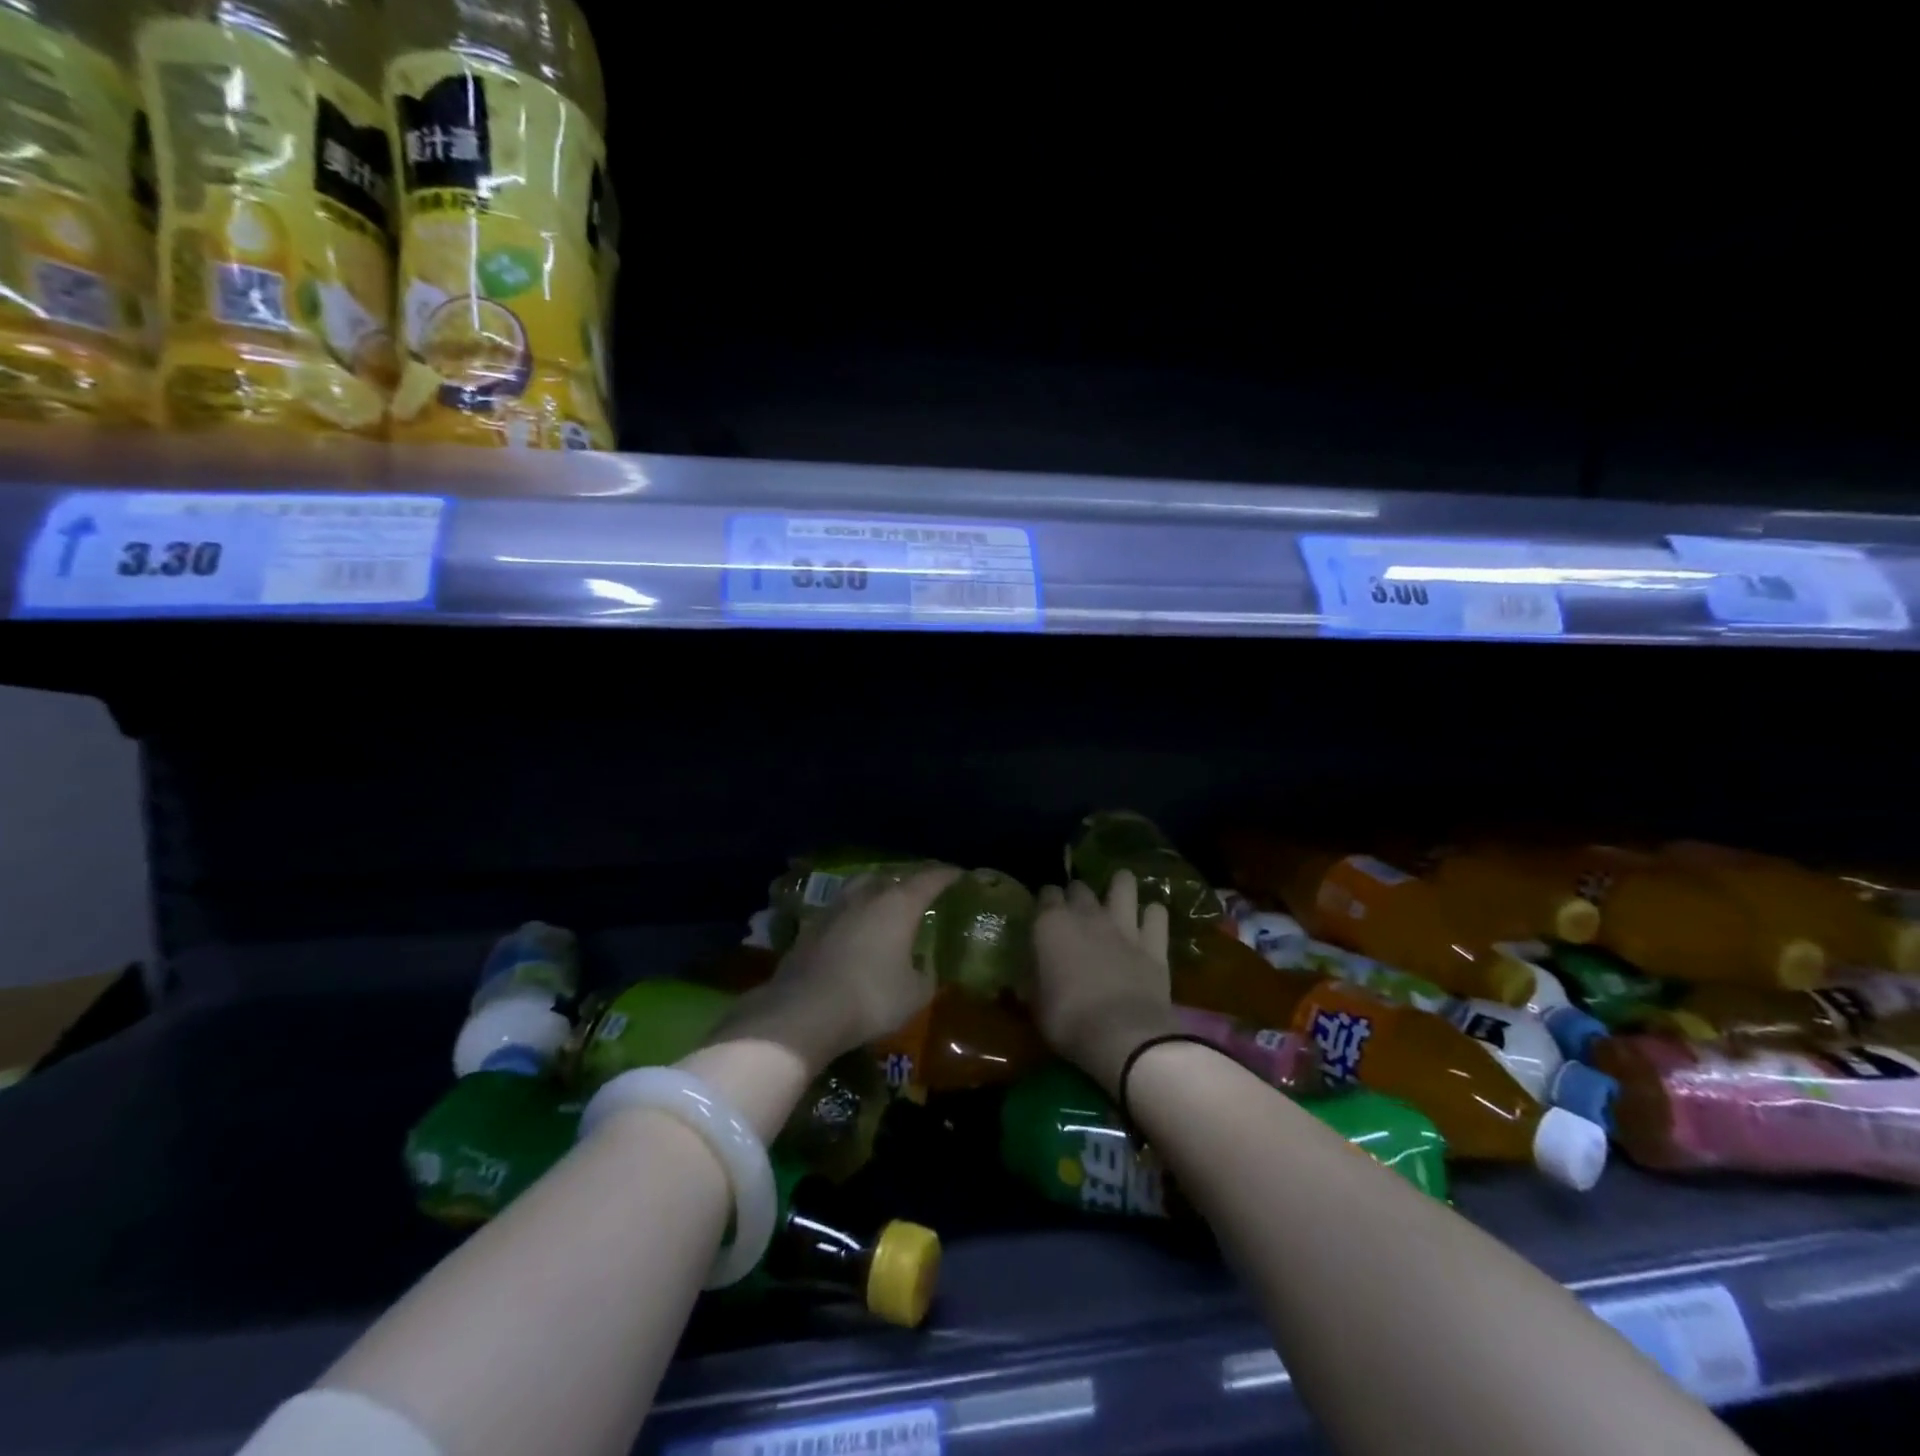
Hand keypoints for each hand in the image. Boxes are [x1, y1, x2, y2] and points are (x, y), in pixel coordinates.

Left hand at [718, 865, 961, 1071]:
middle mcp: (867, 896)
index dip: (947, 875)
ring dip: (877, 891)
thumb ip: (925, 975)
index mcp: (899, 904)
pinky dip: (854, 913)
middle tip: (923, 890)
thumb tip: (925, 967)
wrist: (804, 1012)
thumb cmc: (870, 998)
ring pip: (861, 887)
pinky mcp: (810, 926)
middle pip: (892, 876)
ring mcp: (834, 908)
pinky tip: (855, 928)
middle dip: (910, 881)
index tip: (959, 875)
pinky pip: (841, 909)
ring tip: (886, 902)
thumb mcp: (914, 994)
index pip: (930, 879)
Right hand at [1033, 871, 1180, 1096]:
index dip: (1045, 903)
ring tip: (1117, 896)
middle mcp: (1087, 915)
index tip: (1044, 916)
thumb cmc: (1068, 1021)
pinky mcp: (1154, 943)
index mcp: (1051, 925)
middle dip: (1076, 895)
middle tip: (1076, 913)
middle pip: (1080, 886)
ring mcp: (1123, 926)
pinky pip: (1156, 915)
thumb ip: (1034, 979)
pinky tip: (1149, 923)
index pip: (1046, 894)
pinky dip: (1153, 916)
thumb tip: (1030, 974)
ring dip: (1120, 887)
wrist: (1122, 1036)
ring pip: (1124, 885)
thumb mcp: (1036, 1004)